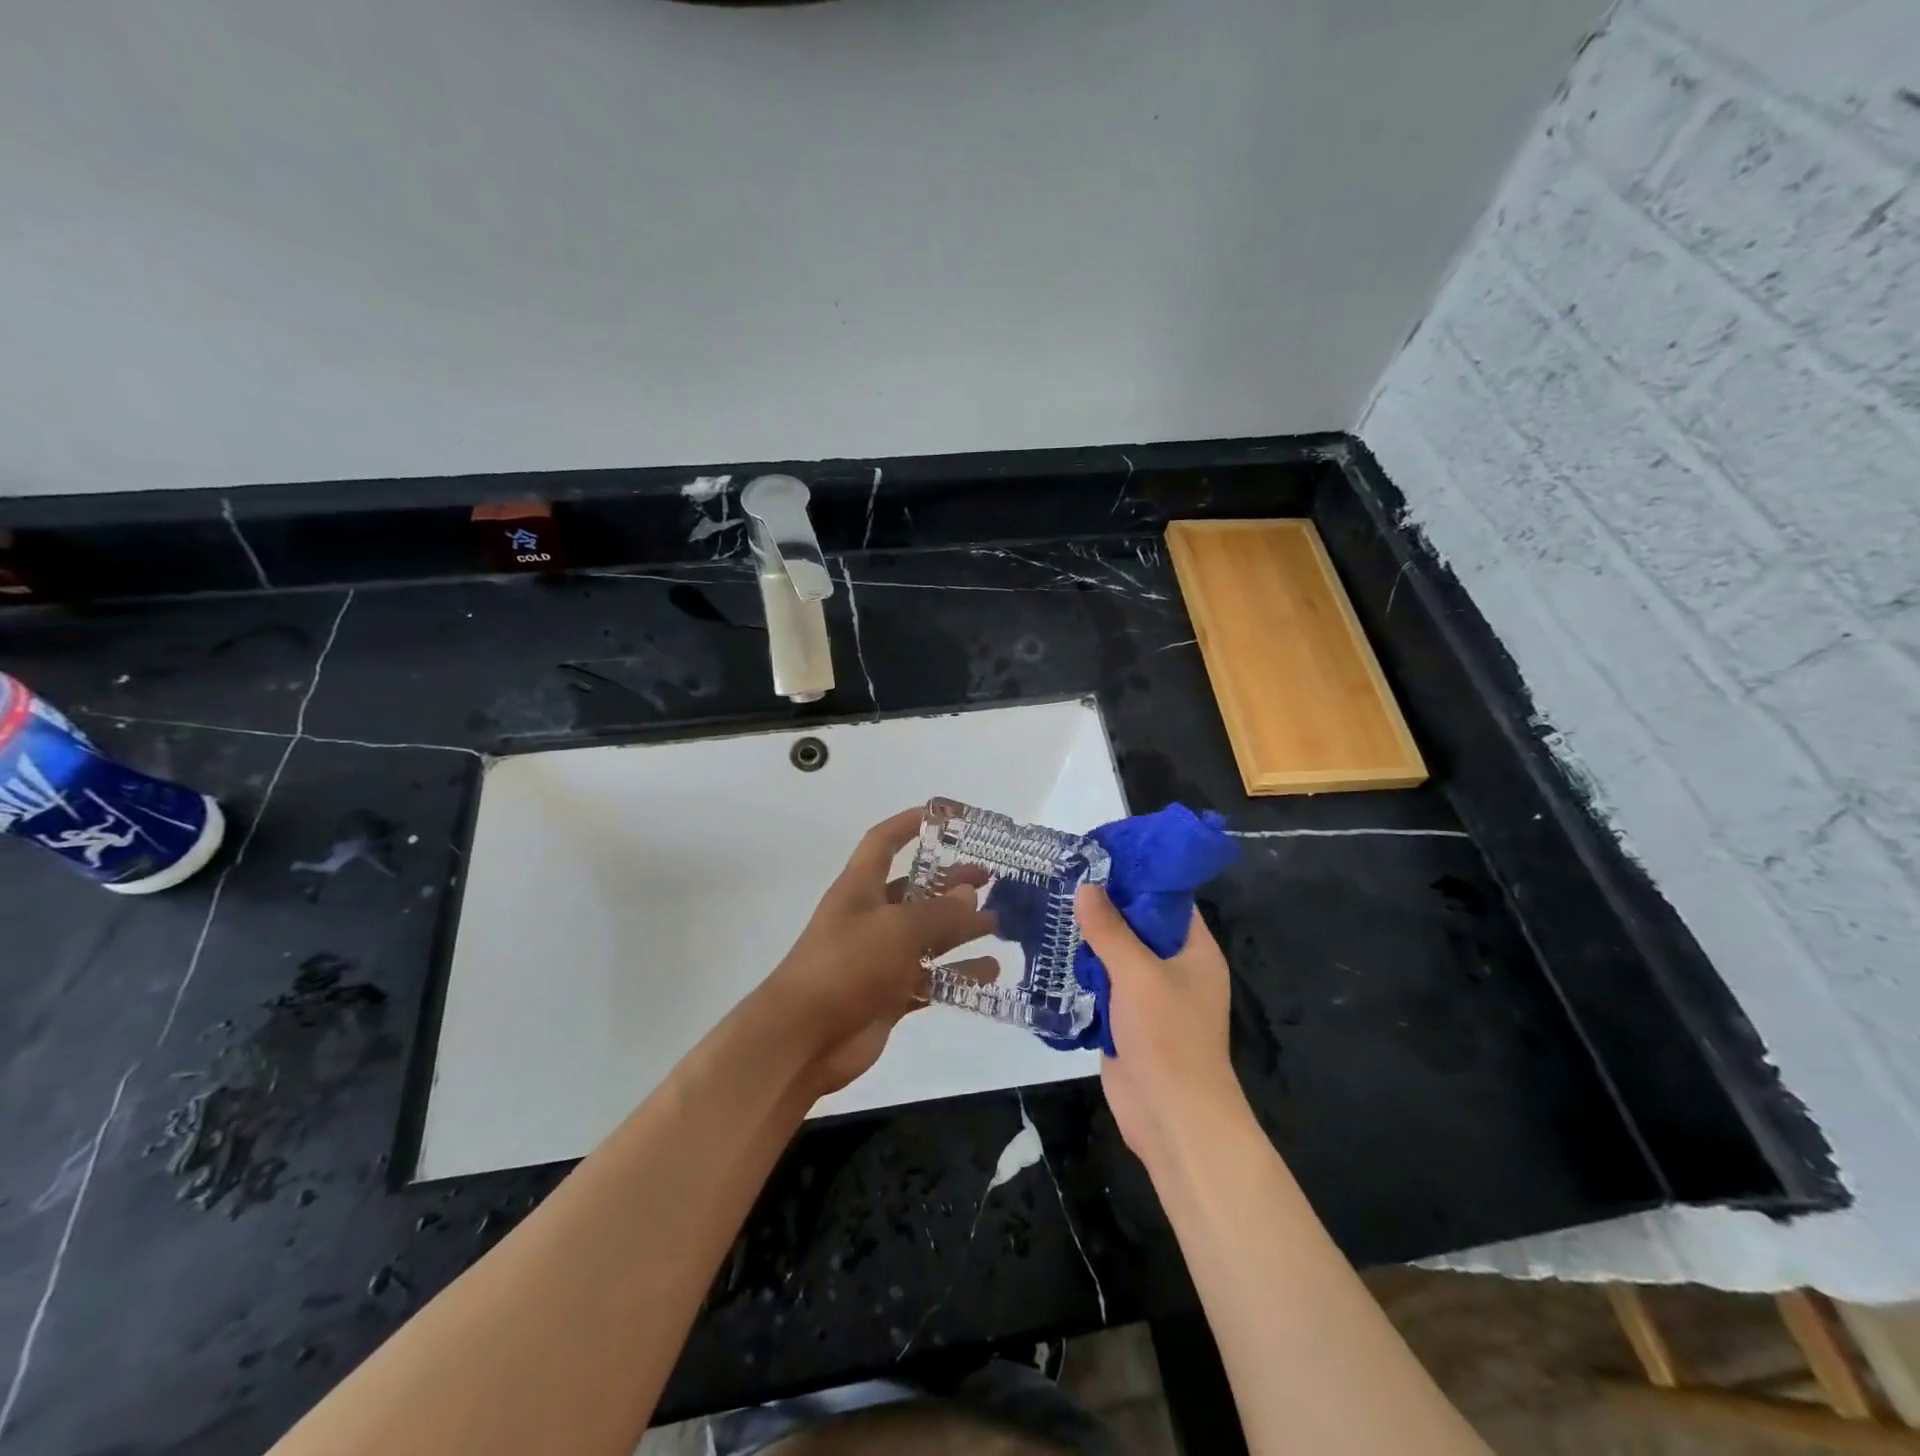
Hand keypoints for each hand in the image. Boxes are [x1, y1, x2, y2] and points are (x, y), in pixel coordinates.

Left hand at [764, 808, 994, 1095]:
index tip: (945, 818)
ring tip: (999, 925)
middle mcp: (871, 917)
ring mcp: (880, 958)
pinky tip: (990, 973)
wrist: (803, 1038)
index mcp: (861, 888)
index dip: (909, 825)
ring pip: (928, 936)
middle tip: (990, 880)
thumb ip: (939, 912)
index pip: (883, 843)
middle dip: (951, 883)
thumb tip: (970, 894)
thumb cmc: (846, 965)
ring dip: (961, 929)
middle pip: (916, 891)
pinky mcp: (890, 994)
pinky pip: (931, 977)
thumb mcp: (897, 928)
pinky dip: (958, 974)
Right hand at [1074, 885, 1247, 1175]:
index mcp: (1194, 950)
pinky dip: (1082, 971)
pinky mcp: (1127, 1021)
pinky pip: (1103, 985)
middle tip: (1064, 878)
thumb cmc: (1168, 1036)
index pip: (1168, 899)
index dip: (1138, 876)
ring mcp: (1150, 996)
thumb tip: (1086, 887)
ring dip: (1089, 939)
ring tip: (1051, 906)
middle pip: (1138, 925)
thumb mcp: (1138, 973)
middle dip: (1104, 906)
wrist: (1172, 1118)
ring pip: (1117, 956)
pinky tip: (1051, 952)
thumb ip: (1110, 929)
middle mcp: (1175, 968)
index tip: (1099, 856)